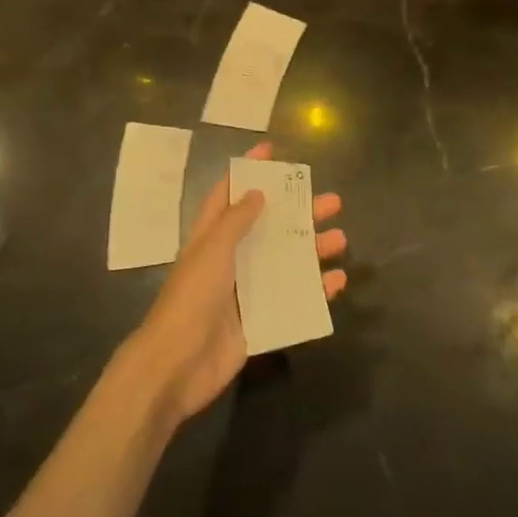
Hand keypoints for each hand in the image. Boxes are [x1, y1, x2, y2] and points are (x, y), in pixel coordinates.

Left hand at [127, 141, 346, 425]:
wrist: (176, 366)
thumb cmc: (191, 298)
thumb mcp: (212, 250)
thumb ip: (236, 220)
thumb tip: (257, 192)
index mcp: (211, 237)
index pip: (229, 193)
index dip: (248, 170)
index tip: (272, 150)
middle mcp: (230, 259)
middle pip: (269, 227)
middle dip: (299, 212)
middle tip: (332, 201)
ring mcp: (246, 291)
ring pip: (286, 262)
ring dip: (313, 249)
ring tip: (341, 239)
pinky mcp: (260, 321)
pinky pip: (293, 300)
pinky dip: (315, 290)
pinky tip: (337, 282)